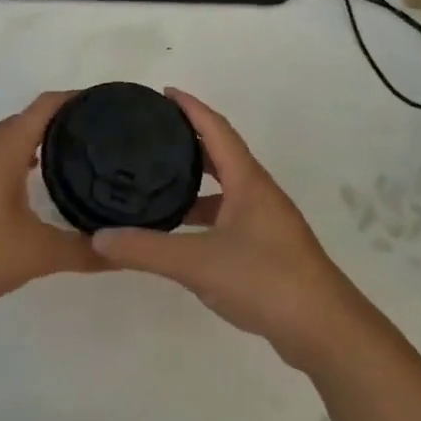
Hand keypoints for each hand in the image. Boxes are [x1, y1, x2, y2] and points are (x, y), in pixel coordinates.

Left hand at [0, 91, 104, 310]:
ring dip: (40, 141)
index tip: (108, 105)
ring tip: (76, 157)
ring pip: (10, 138)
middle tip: (102, 136)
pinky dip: (20, 158)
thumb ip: (83, 251)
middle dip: (64, 121)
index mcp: (4, 148)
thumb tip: (124, 253)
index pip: (46, 105)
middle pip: (29, 118)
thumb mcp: (37, 254)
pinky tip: (35, 184)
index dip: (77, 99)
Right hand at [90, 89, 364, 369]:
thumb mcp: (197, 262)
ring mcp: (266, 222)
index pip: (217, 129)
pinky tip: (181, 233)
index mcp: (248, 181)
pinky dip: (203, 214)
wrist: (322, 328)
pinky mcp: (267, 249)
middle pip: (222, 155)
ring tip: (157, 182)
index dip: (191, 108)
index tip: (164, 93)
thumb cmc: (264, 279)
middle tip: (153, 136)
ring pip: (225, 189)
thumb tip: (99, 237)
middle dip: (190, 141)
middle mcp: (259, 194)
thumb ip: (146, 249)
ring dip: (196, 182)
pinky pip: (229, 216)